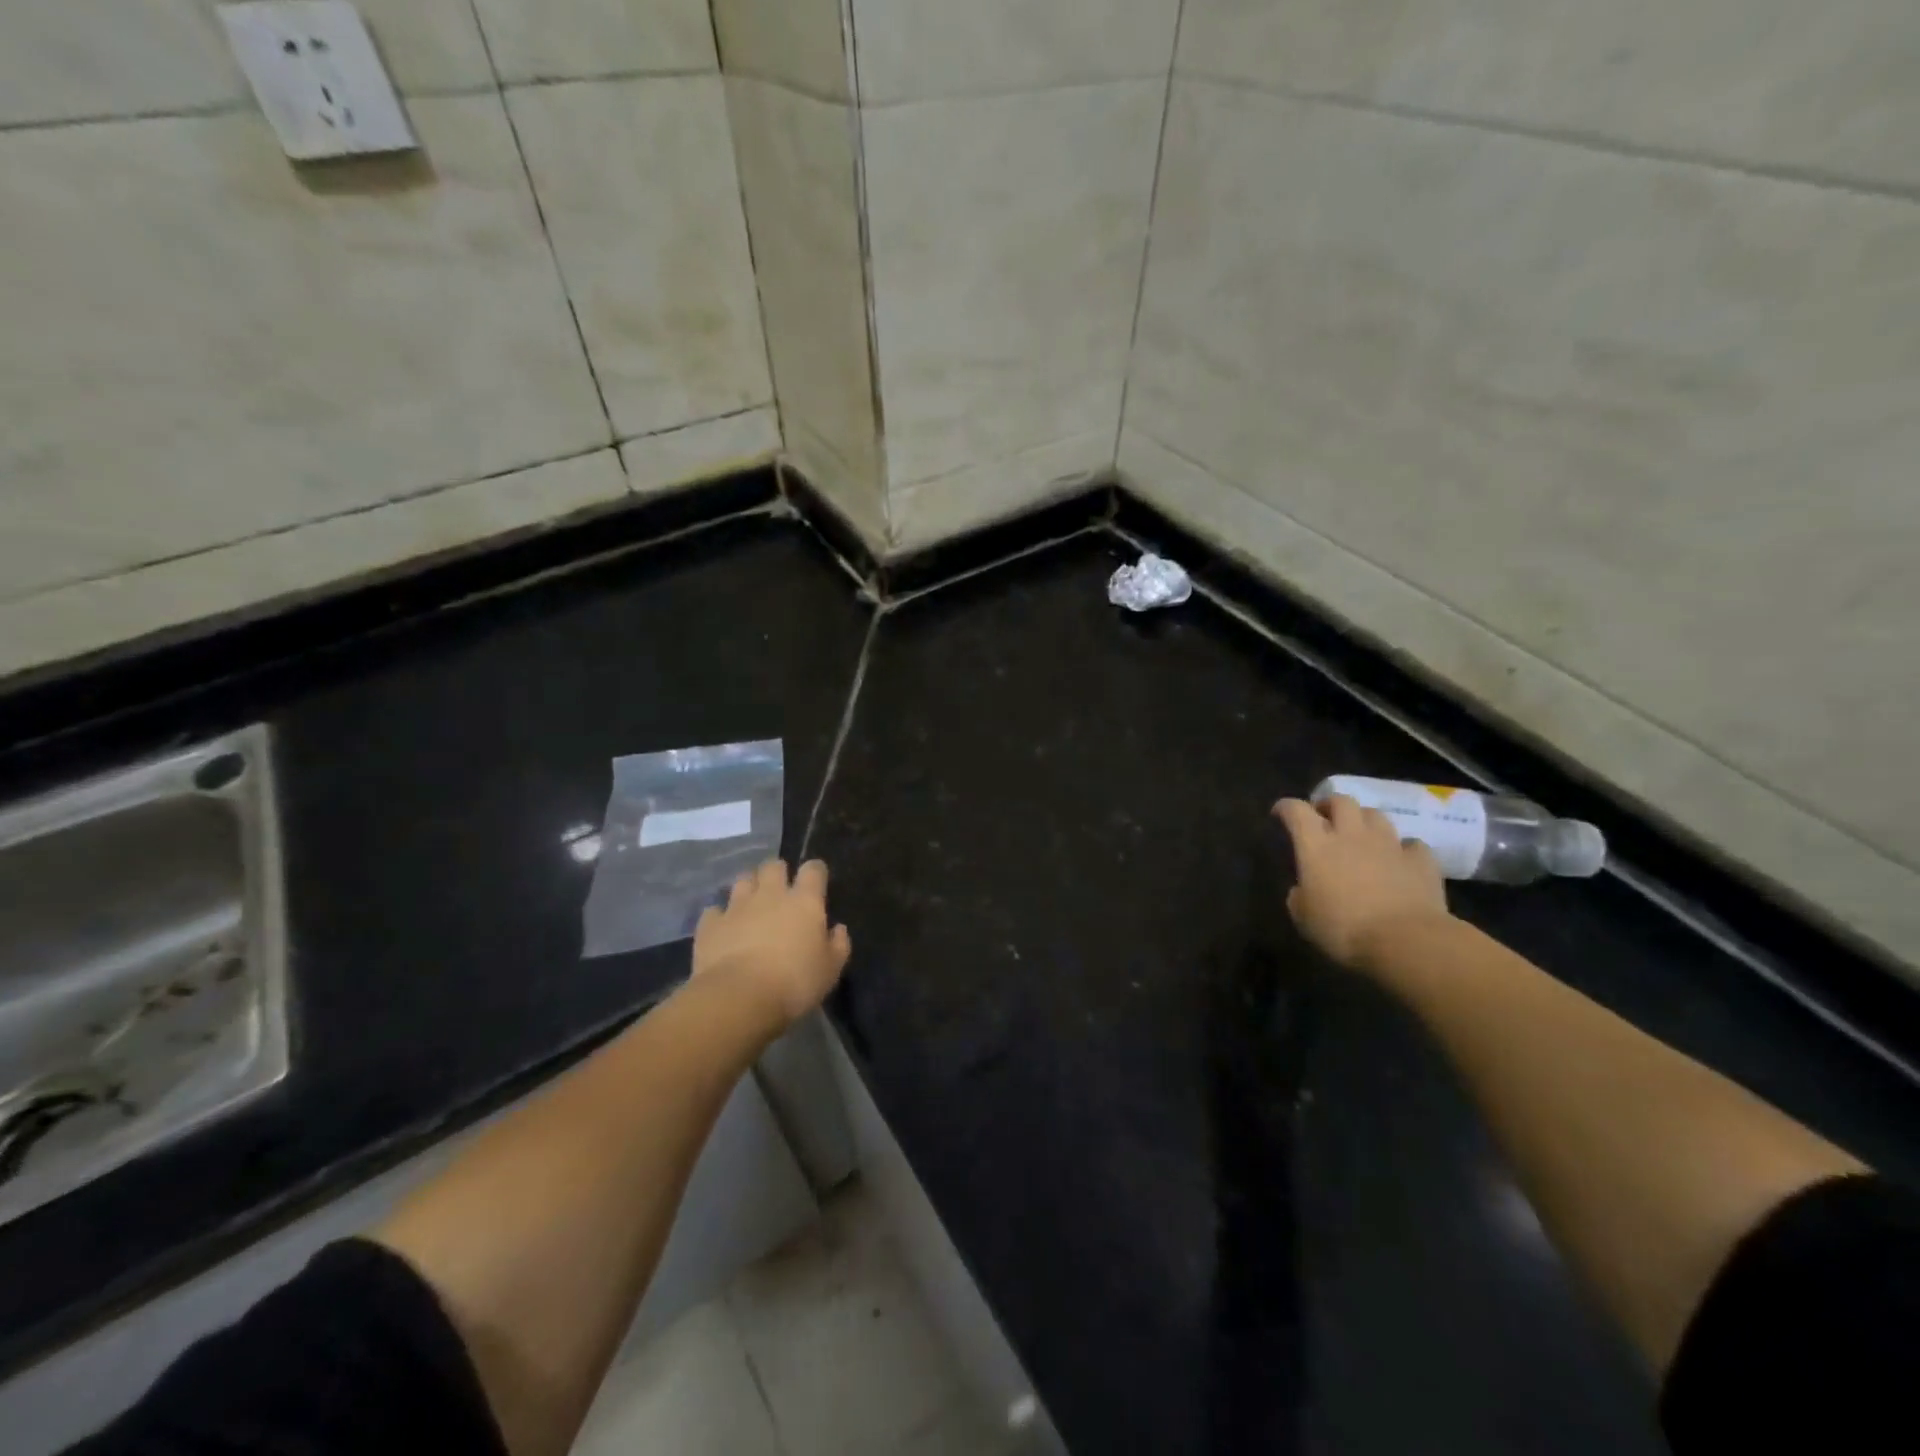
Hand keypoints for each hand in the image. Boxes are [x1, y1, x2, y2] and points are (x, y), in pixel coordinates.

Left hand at [693, 859, 851, 1024]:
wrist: (739, 998)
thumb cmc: (794, 983)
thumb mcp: (830, 970)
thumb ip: (838, 945)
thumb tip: (838, 929)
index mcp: (804, 902)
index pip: (813, 870)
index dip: (815, 872)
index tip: (817, 883)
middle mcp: (771, 895)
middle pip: (773, 866)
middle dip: (777, 873)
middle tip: (780, 892)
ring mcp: (737, 907)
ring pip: (742, 880)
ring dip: (748, 889)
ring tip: (750, 906)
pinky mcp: (710, 924)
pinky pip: (714, 911)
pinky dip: (719, 917)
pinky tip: (722, 930)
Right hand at [1273, 795, 1452, 968]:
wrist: (1406, 941)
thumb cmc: (1343, 929)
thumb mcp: (1303, 918)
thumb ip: (1299, 896)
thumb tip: (1302, 890)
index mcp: (1316, 846)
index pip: (1297, 811)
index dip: (1286, 807)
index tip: (1280, 812)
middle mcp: (1352, 836)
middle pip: (1341, 801)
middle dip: (1329, 805)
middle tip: (1324, 818)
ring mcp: (1389, 845)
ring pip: (1376, 815)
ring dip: (1364, 820)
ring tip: (1361, 835)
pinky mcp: (1421, 861)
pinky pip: (1411, 844)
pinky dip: (1403, 848)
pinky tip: (1400, 859)